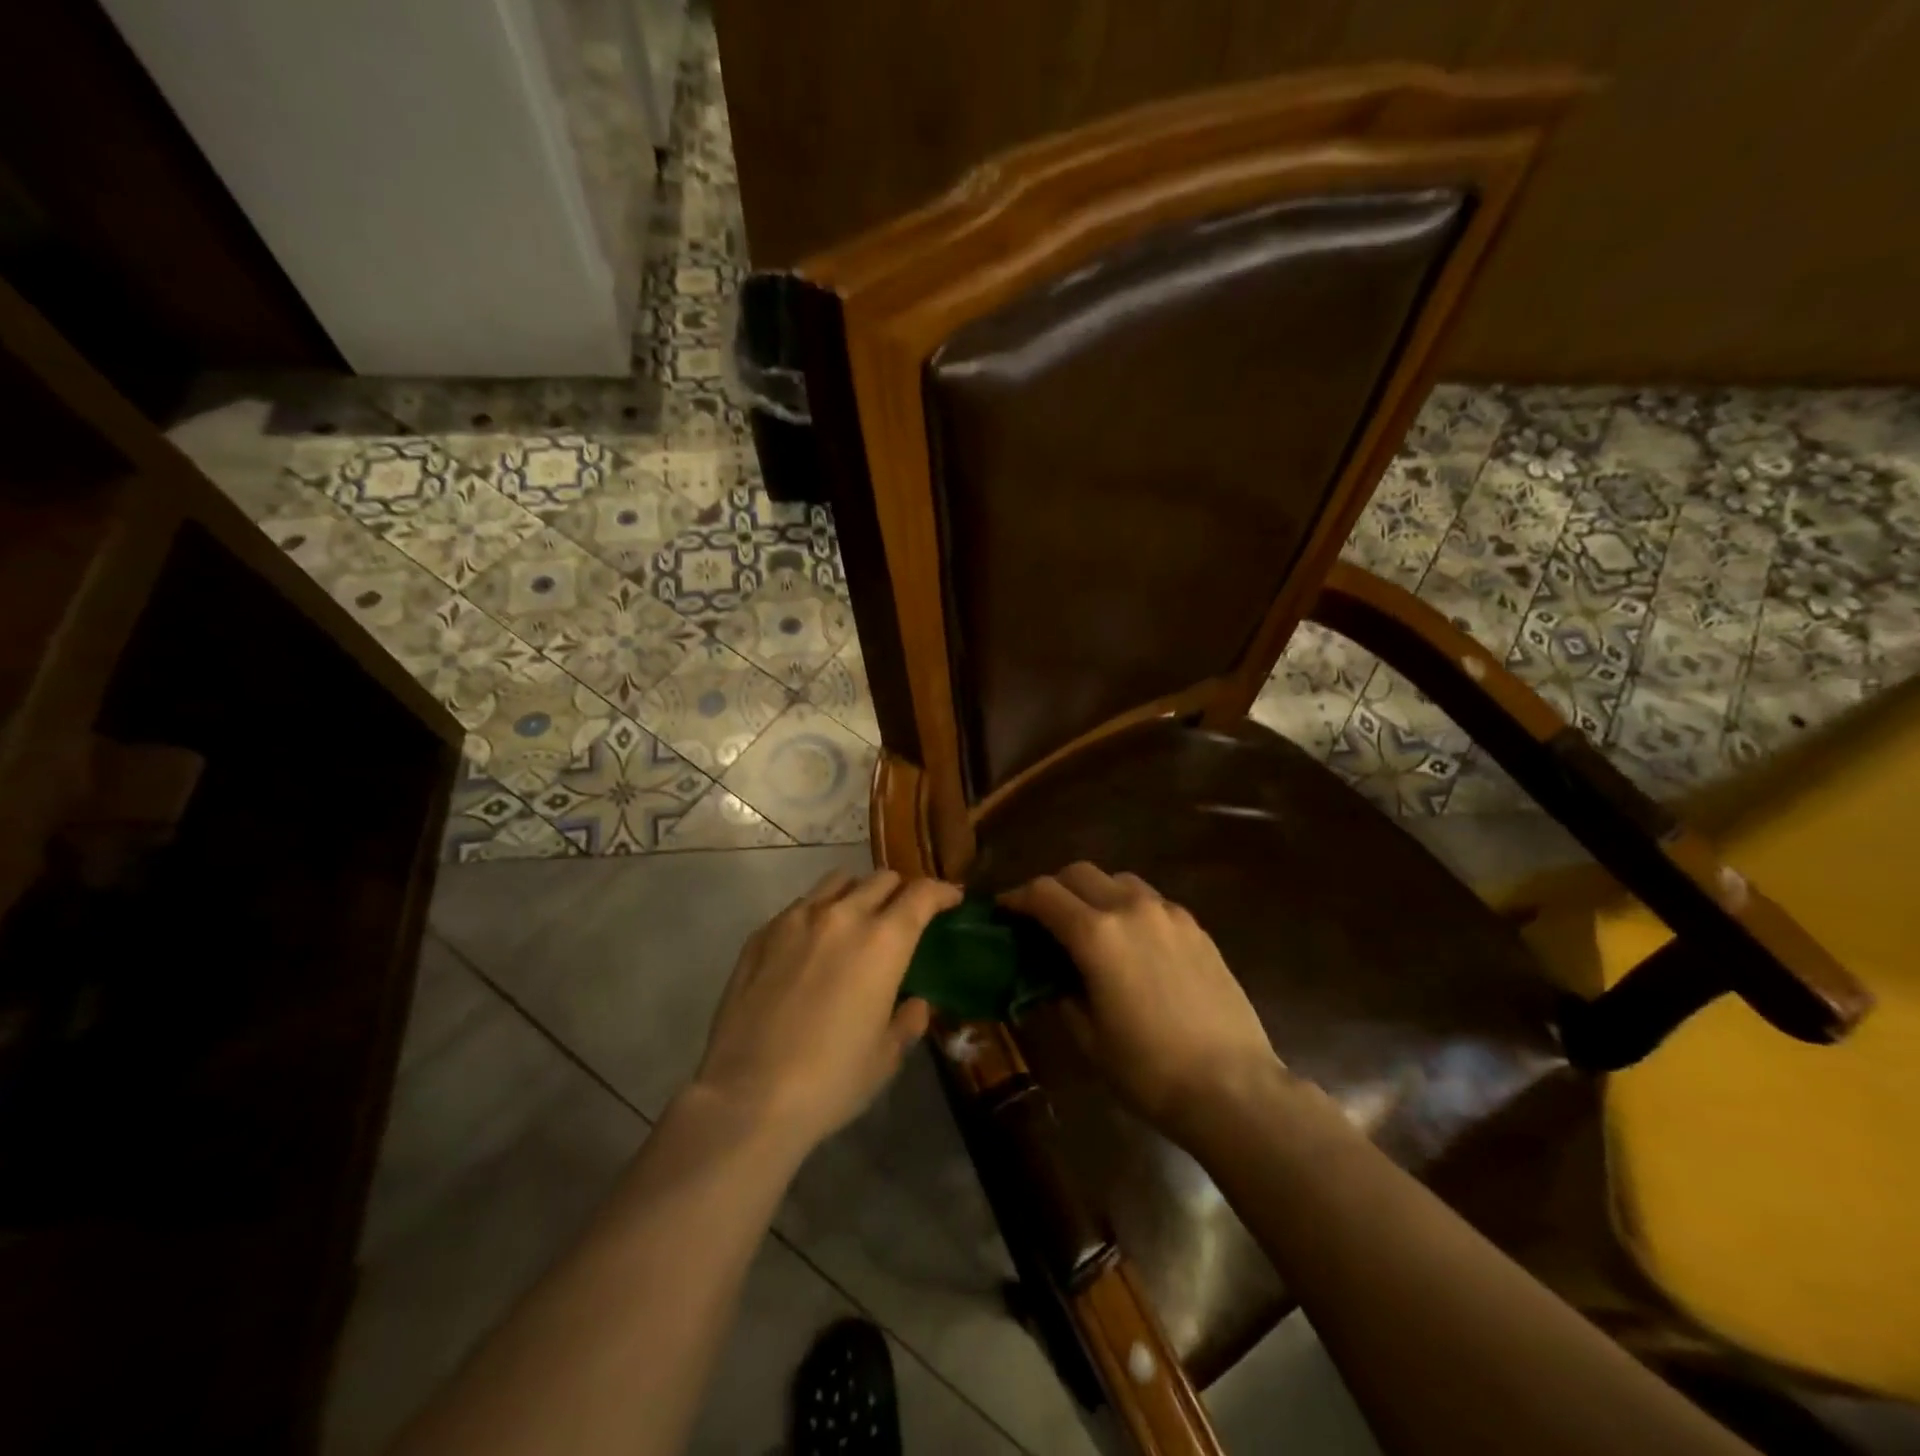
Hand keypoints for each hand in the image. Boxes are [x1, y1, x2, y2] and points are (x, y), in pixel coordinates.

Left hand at [692, 869, 961, 1152]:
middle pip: (881, 879)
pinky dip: (818, 913)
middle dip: (901, 892)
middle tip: (903, 917)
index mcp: (882, 941)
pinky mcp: (761, 934)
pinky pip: (800, 906)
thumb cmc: (830, 1081)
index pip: (921, 894)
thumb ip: (907, 1021)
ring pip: (838, 881)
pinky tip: (812, 946)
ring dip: (858, 893)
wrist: (746, 1097)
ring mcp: (796, 919)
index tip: (951, 899)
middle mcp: (842, 916)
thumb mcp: (885, 1058)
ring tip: (857, 921)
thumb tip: (914, 1003)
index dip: (941, 892)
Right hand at [1001, 863, 1284, 1142]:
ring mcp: (1169, 913)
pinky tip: (1132, 944)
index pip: (1044, 893)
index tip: (1004, 911)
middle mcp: (1131, 908)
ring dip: (1094, 892)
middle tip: (1043, 918)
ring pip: (1118, 880)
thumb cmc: (1148, 1069)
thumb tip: (1053, 978)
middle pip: (1079, 873)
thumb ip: (1062, 995)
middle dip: (1054, 889)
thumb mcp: (1088, 1038)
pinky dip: (1129, 908)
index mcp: (1096, 934)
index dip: (1017, 898)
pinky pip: (1151, 901)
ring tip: (1090, 927)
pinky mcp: (1196, 927)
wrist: (1232, 1086)